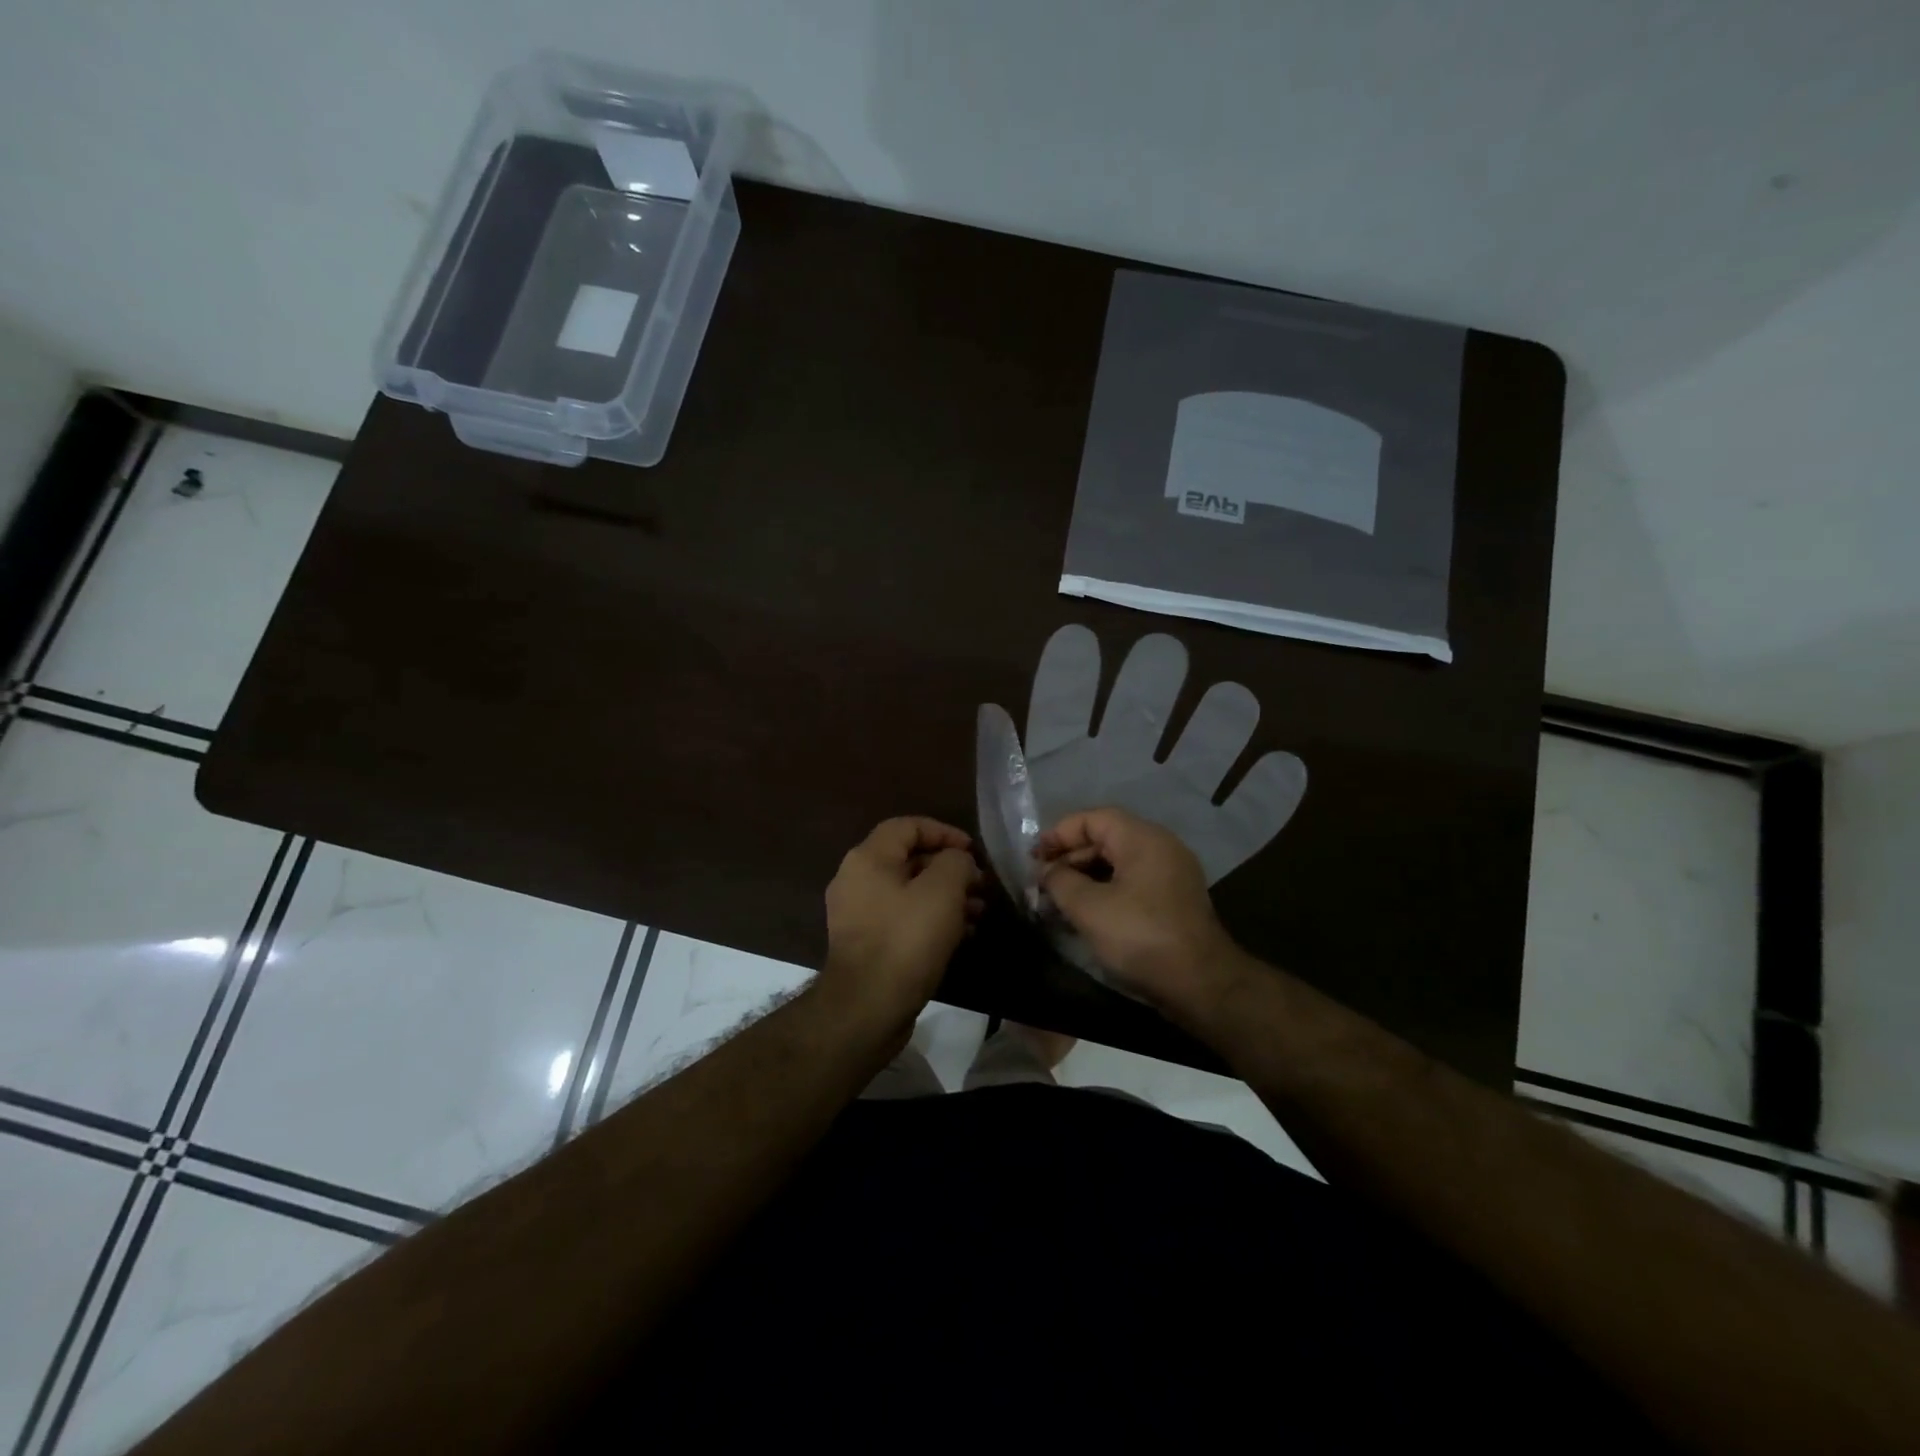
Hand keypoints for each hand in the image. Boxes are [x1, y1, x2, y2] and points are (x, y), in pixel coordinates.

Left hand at [821, 817, 981, 1021]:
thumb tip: (957, 861)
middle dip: (950, 869)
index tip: (974, 851)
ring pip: (909, 892)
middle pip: (909, 859)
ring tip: (979, 912)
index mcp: (868, 859)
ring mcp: (858, 914)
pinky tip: (962, 935)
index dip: (944, 832)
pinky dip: (932, 919)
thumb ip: (955, 863)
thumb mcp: (942, 891)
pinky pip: (903, 919)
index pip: (908, 826)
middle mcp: (856, 880)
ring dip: (946, 897)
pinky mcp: (866, 944)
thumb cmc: (906, 940)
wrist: (867, 1008)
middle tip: (981, 885)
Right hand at [1037, 807, 1241, 1013]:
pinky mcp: (1173, 899)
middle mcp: (1160, 846)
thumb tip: (1046, 872)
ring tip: (1057, 899)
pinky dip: (1105, 890)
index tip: (1033, 858)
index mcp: (1142, 838)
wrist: (1200, 984)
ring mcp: (1171, 873)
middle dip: (1070, 858)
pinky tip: (1085, 913)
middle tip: (1041, 882)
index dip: (1059, 834)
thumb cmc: (1140, 936)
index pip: (1092, 819)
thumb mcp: (1088, 907)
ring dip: (1085, 876)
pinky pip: (1132, 882)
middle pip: (1106, 838)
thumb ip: (1060, 881)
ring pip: (1118, 862)